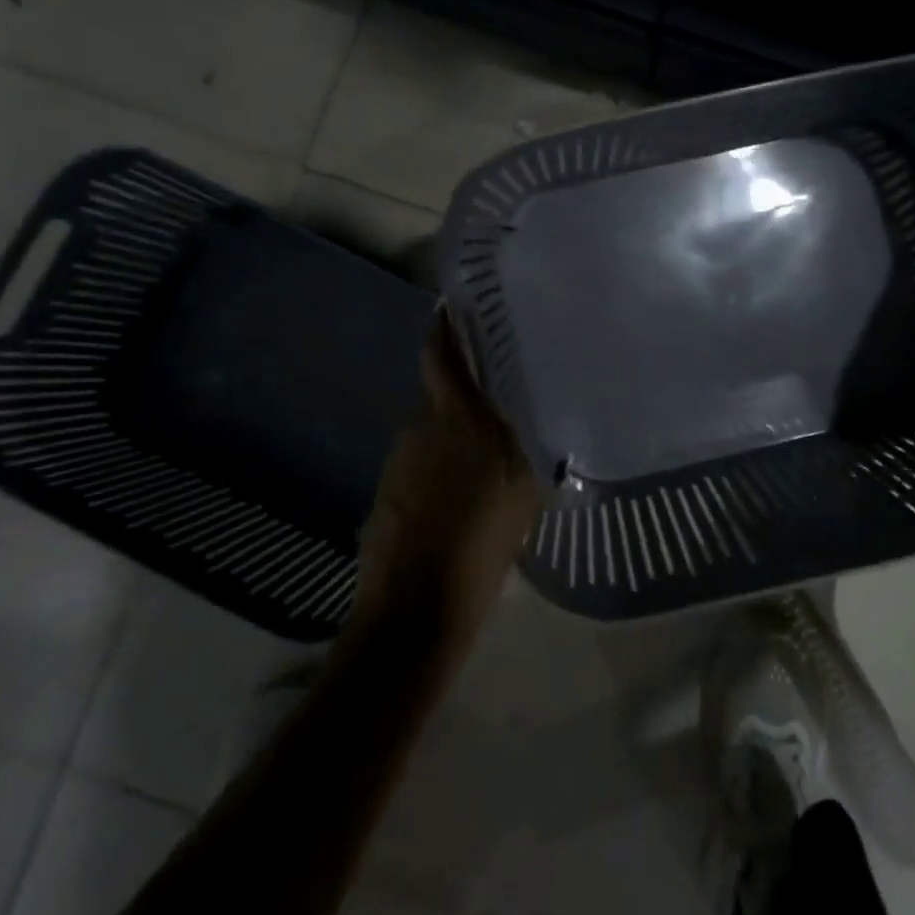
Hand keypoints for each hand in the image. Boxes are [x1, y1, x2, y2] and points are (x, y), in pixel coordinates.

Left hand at [352, 313, 542, 644]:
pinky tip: (460, 491)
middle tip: (497, 394)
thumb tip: (529, 418)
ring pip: (430, 429)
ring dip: (452, 432)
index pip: (440, 355)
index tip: (458, 307)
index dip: (445, 327)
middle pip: (438, 392)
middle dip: (463, 388)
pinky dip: (439, 464)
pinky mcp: (385, 491)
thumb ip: (525, 445)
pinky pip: (419, 461)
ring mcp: (396, 460)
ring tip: (483, 452)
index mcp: (455, 418)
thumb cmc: (480, 541)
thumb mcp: (522, 489)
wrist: (415, 607)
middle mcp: (419, 427)